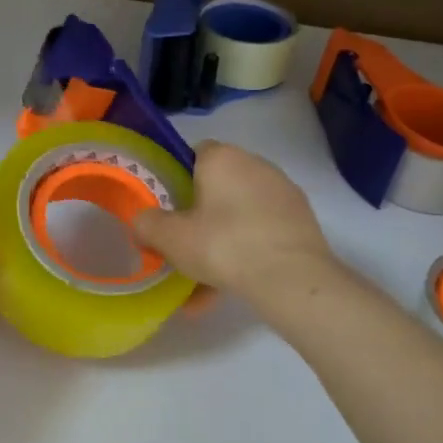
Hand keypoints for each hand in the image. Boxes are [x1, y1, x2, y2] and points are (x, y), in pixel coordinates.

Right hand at [129, 141, 335, 303]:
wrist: (291, 277)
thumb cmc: (224, 245)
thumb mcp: (171, 238)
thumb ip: (148, 224)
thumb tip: (140, 219)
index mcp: (222, 158)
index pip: (195, 153)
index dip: (177, 179)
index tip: (169, 209)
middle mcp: (255, 164)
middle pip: (218, 187)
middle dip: (200, 217)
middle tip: (184, 248)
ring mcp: (282, 192)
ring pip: (239, 215)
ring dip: (221, 243)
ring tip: (203, 285)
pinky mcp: (301, 220)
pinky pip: (262, 232)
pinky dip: (246, 253)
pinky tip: (231, 289)